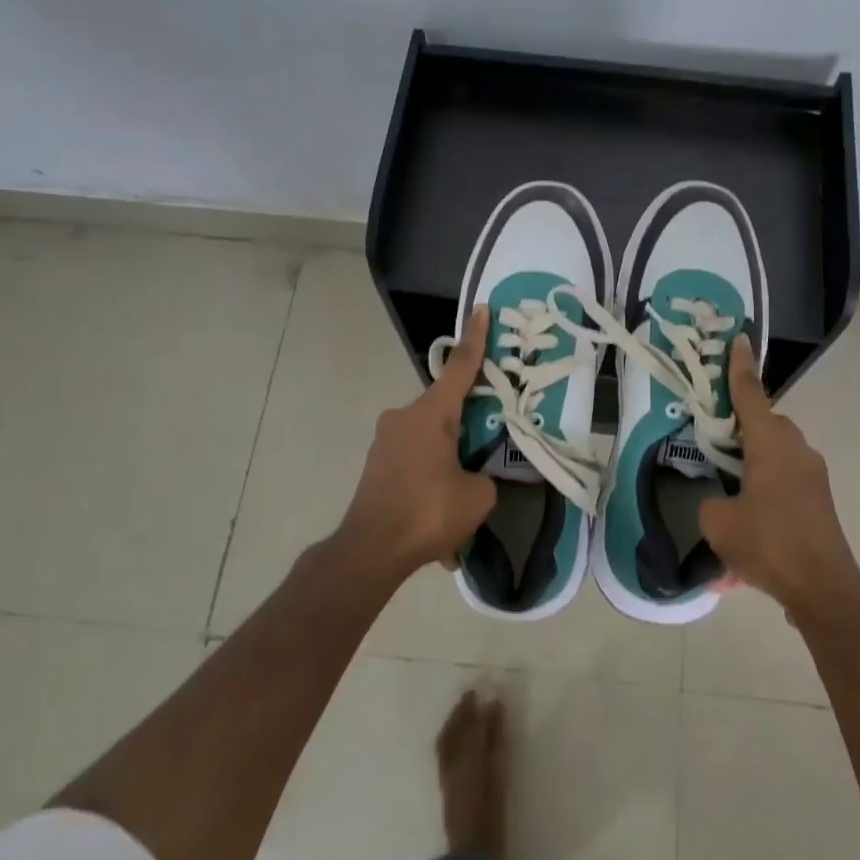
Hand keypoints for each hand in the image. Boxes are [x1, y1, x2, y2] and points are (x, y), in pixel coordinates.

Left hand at [338, 307, 498, 577]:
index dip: (476, 339)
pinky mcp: (377, 465)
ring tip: (463, 501)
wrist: (370, 550)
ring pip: (430, 440)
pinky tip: (440, 525)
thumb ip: (484, 476)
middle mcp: (404, 417)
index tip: (482, 309)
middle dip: (468, 425)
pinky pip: (415, 464)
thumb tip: (474, 477)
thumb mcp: (478, 496)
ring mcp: (386, 441)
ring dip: (449, 462)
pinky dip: (431, 484)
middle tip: (489, 444)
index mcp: (431, 414)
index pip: (461, 367)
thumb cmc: (428, 512)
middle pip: (446, 409)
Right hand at [699, 335, 859, 615]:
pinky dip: (764, 498)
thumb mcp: (718, 522)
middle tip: (713, 444)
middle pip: (764, 426)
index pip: (750, 396)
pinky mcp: (818, 502)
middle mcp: (796, 451)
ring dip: (752, 468)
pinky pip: (784, 486)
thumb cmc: (768, 543)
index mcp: (771, 444)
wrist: (823, 589)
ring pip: (774, 457)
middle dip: (740, 430)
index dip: (739, 368)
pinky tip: (745, 541)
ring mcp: (812, 477)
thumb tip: (720, 502)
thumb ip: (711, 501)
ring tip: (727, 498)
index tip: (739, 339)